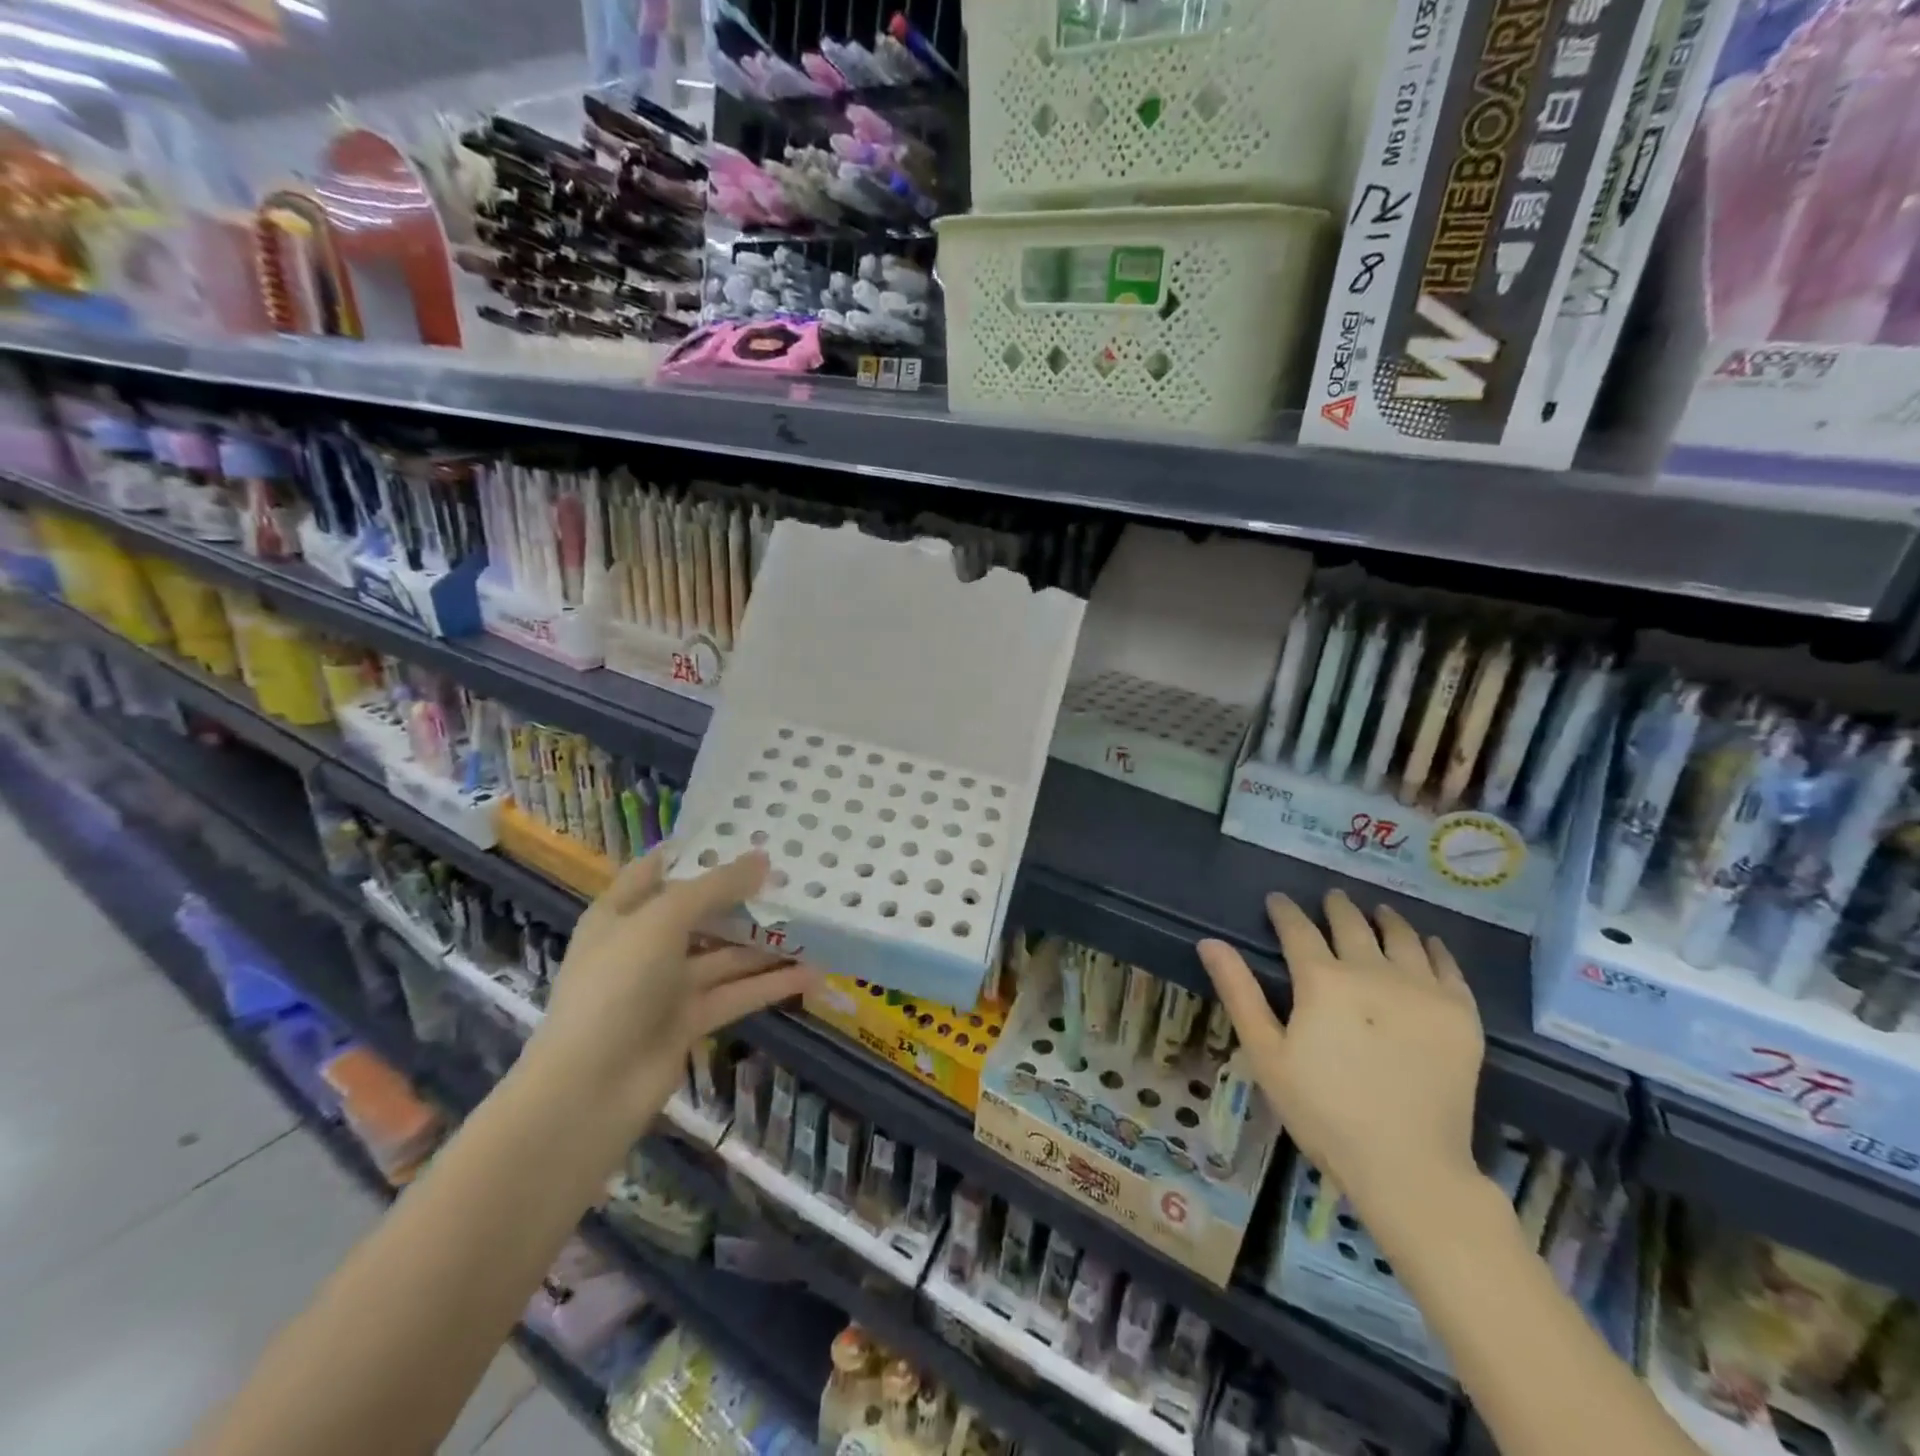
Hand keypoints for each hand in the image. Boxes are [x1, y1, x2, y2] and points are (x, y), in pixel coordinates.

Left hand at [525, 848, 815, 1132]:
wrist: (589, 1089)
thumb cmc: (616, 986)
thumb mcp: (662, 921)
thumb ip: (714, 888)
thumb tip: (762, 859)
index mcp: (622, 913)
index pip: (659, 869)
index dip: (697, 851)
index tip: (745, 834)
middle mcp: (645, 944)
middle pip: (701, 911)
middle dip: (744, 896)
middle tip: (794, 876)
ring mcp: (667, 985)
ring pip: (725, 955)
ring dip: (766, 943)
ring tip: (814, 923)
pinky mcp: (690, 1021)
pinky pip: (737, 993)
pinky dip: (771, 984)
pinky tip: (812, 972)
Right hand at [1198, 890, 1483, 1221]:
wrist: (1408, 1165)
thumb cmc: (1323, 1111)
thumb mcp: (1266, 1054)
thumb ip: (1239, 992)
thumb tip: (1210, 941)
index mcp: (1323, 980)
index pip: (1298, 929)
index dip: (1285, 910)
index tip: (1277, 900)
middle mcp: (1373, 972)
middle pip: (1352, 925)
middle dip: (1336, 907)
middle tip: (1330, 897)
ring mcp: (1422, 991)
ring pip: (1403, 937)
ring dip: (1386, 919)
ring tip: (1380, 911)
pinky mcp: (1461, 1015)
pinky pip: (1449, 967)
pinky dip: (1435, 948)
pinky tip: (1429, 944)